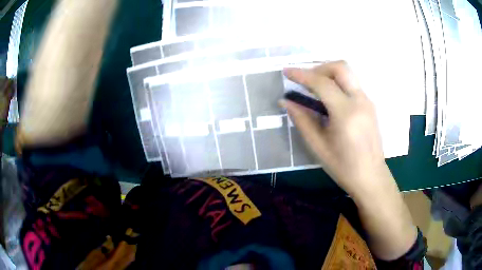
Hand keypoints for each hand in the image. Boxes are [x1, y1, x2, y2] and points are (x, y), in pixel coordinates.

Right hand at [281, 61, 417, 259]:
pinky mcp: (370, 105)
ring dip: (329, 74)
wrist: (371, 177)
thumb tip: (285, 101)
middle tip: (306, 80)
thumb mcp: (318, 146)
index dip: (301, 75)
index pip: (322, 83)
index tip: (286, 72)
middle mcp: (360, 101)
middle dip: (320, 68)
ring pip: (348, 74)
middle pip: (340, 67)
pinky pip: (352, 85)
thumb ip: (302, 120)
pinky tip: (329, 99)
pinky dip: (338, 83)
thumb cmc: (344, 167)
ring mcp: (367, 101)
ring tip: (315, 89)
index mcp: (346, 113)